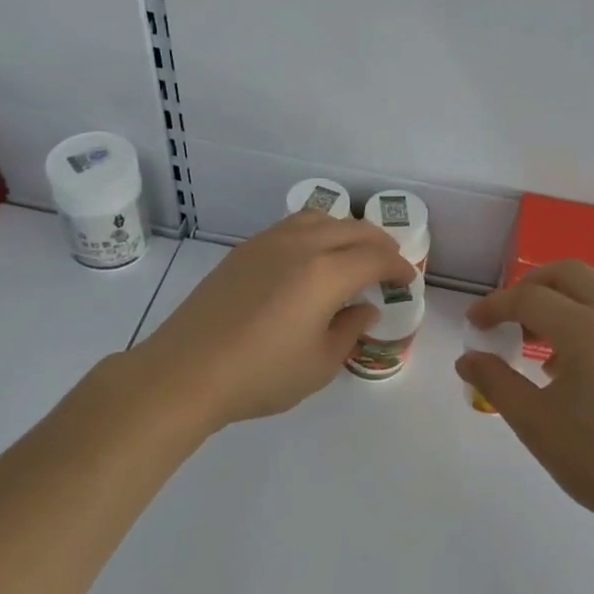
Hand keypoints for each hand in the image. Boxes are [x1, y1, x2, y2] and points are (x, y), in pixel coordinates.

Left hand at [129, 211, 416, 429]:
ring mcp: (269, 242)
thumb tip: (363, 309)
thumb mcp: (319, 364)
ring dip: (347, 231)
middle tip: (389, 264)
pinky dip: (317, 232)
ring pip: (321, 218)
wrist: (186, 371)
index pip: (376, 258)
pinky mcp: (245, 250)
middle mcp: (301, 245)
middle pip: (353, 229)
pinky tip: (312, 258)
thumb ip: (349, 331)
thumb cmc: (260, 375)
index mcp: (326, 273)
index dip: (398, 266)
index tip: (407, 280)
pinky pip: (293, 226)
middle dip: (379, 244)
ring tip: (353, 254)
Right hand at [455, 261, 593, 545]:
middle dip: (530, 286)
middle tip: (508, 318)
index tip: (474, 323)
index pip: (530, 298)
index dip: (495, 306)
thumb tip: (468, 358)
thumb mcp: (537, 424)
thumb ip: (497, 383)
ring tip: (539, 344)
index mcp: (590, 330)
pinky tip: (574, 365)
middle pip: (568, 273)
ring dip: (561, 301)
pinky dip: (586, 318)